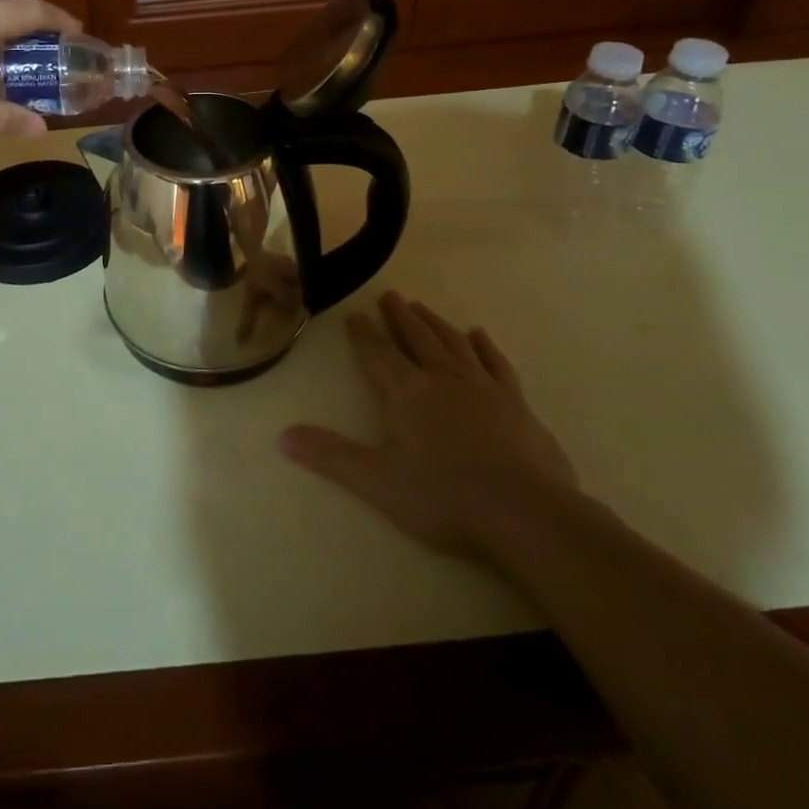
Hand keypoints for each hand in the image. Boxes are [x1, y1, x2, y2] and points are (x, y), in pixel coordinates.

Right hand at [281, 290, 576, 556]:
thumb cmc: (445, 498)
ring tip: (421, 307)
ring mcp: (483, 387)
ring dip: (434, 323)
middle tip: (390, 296)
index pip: (378, 354)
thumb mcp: (378, 482)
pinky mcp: (516, 403)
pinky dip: (484, 346)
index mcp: (406, 392)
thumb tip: (282, 436)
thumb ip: (331, 456)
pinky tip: (478, 334)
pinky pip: (496, 363)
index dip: (364, 334)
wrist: (526, 513)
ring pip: (453, 342)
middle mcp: (442, 378)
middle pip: (416, 338)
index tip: (354, 314)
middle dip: (400, 317)